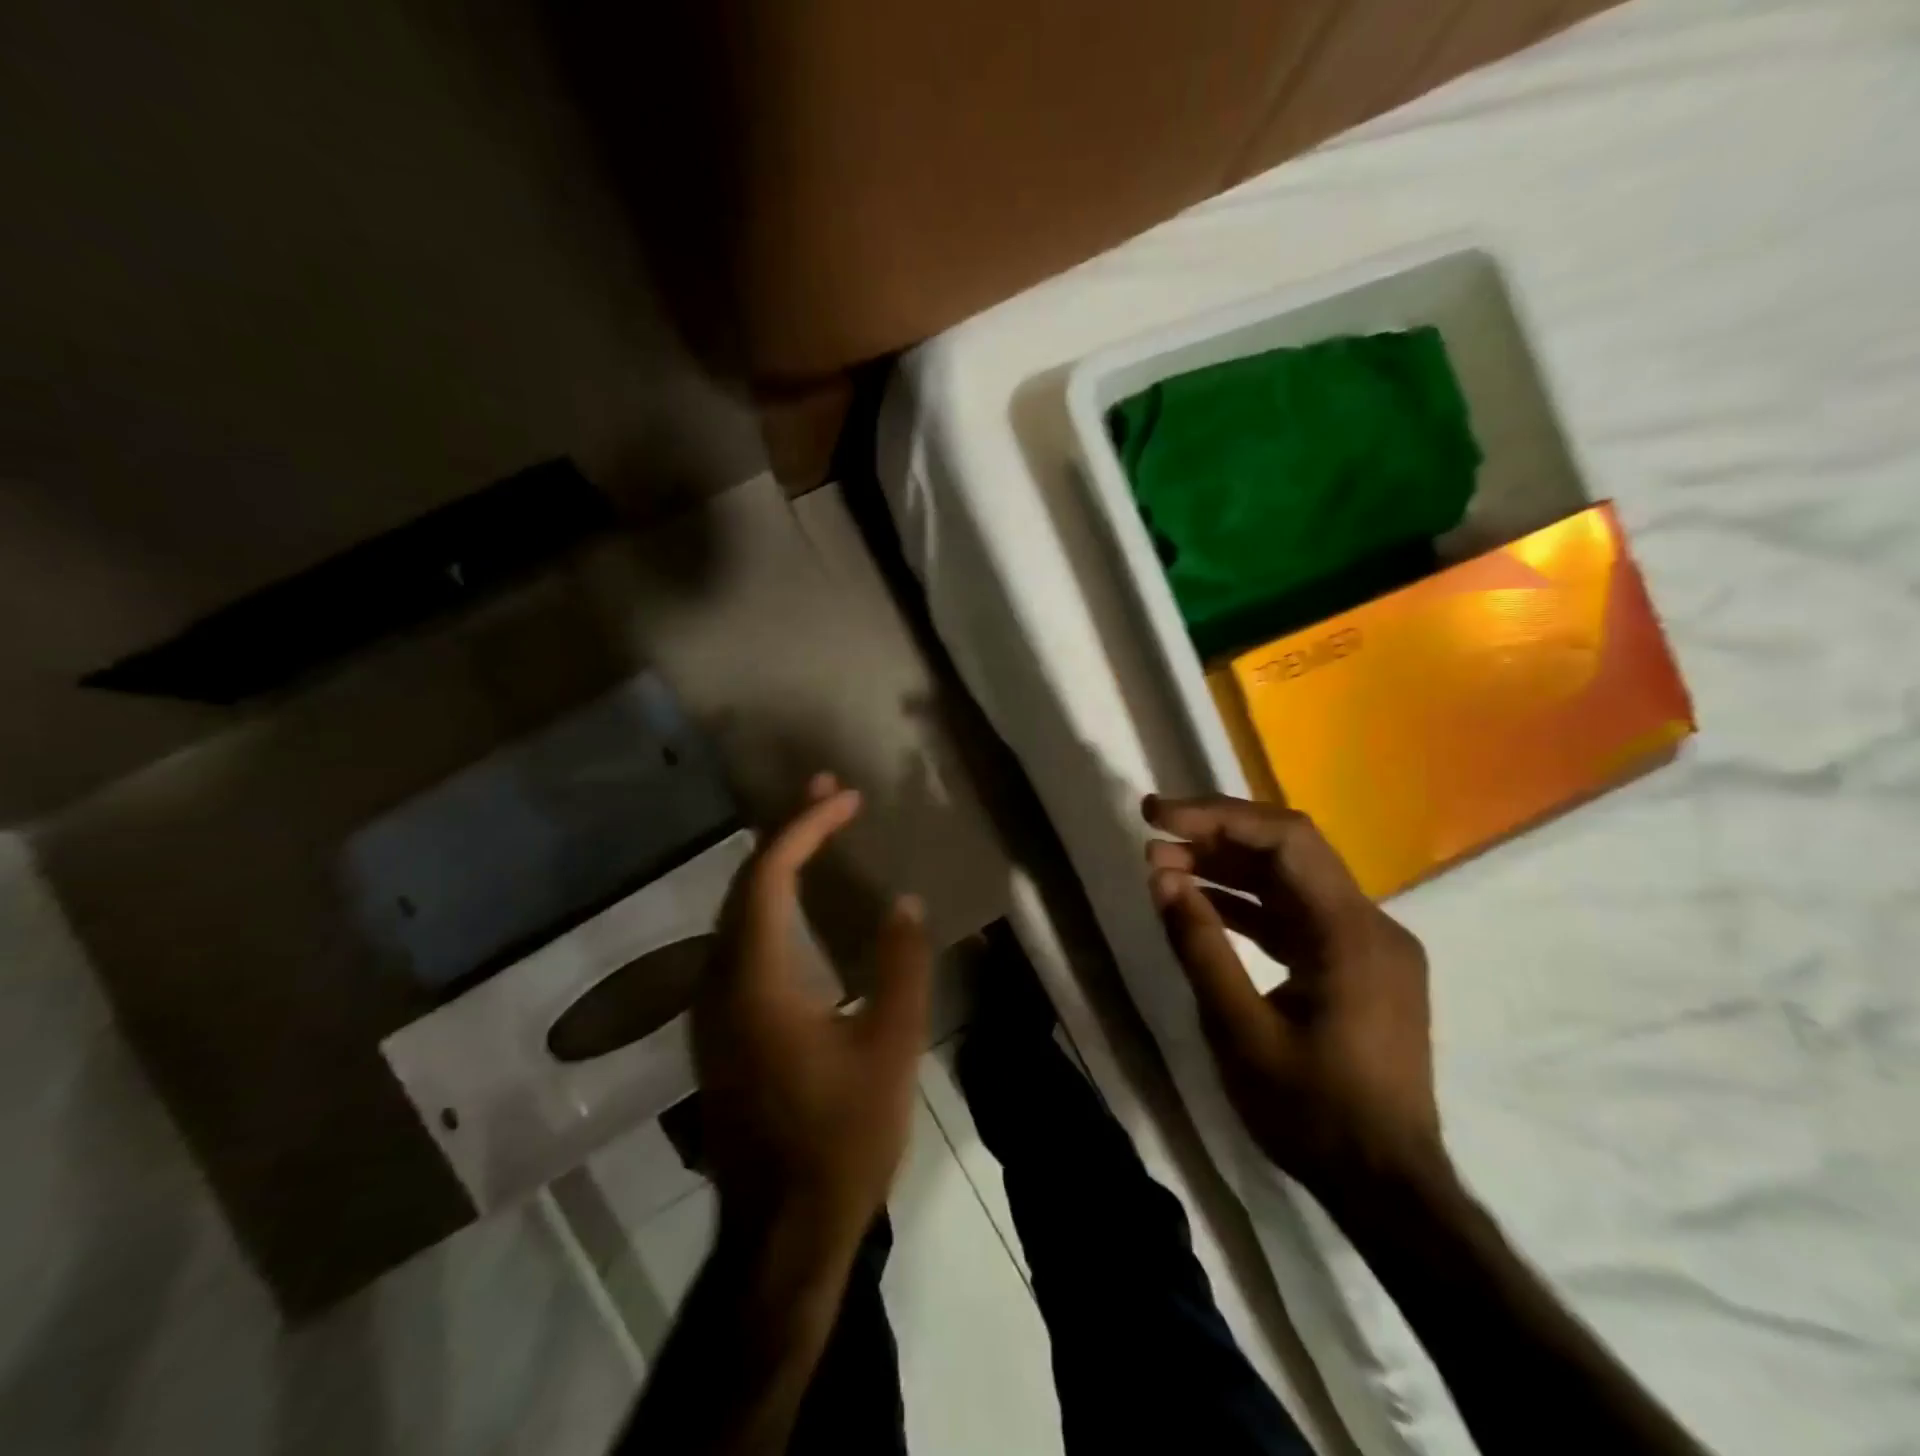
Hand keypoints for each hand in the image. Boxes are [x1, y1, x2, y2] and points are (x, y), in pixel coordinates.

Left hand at [695, 774, 931, 1261]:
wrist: (782, 1231)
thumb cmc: (841, 1138)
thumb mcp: (891, 1049)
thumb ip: (901, 967)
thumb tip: (905, 903)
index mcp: (754, 981)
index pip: (768, 876)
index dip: (805, 827)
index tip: (847, 799)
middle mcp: (717, 983)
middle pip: (743, 884)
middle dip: (786, 831)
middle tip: (829, 795)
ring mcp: (709, 1009)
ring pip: (735, 912)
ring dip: (775, 865)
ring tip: (818, 831)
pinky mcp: (717, 1030)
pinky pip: (737, 942)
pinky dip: (768, 903)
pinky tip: (797, 903)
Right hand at [1143, 793, 1442, 1199]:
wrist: (1389, 1190)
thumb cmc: (1313, 1113)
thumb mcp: (1239, 1030)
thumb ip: (1199, 945)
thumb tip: (1162, 876)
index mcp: (1350, 931)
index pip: (1285, 838)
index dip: (1217, 816)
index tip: (1157, 817)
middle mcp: (1369, 923)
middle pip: (1289, 850)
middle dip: (1217, 835)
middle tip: (1153, 836)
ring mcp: (1368, 946)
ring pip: (1292, 882)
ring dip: (1228, 869)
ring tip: (1164, 866)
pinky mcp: (1358, 967)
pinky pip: (1298, 917)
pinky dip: (1249, 906)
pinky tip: (1203, 905)